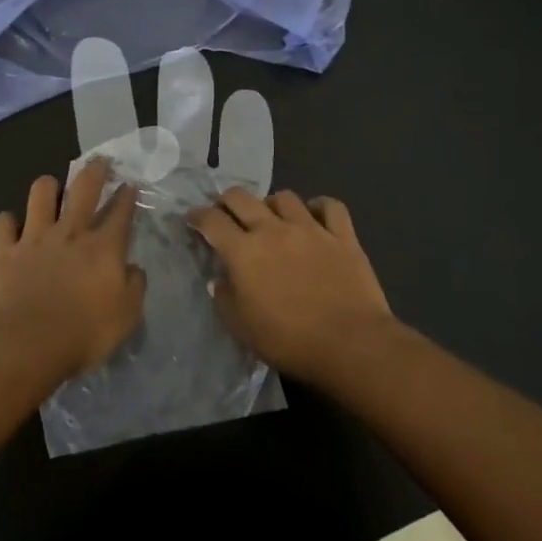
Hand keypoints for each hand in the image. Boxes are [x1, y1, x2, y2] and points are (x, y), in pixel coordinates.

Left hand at [0, 159, 147, 378]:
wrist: (27, 343)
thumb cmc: (84, 333)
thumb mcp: (127, 316)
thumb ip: (134, 286)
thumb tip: (133, 268)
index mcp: (104, 248)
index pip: (121, 212)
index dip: (127, 196)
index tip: (129, 185)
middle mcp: (70, 233)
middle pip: (84, 188)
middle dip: (94, 171)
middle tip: (99, 161)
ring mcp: (34, 238)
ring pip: (41, 193)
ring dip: (48, 187)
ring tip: (51, 188)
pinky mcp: (3, 251)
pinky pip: (3, 222)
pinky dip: (8, 222)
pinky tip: (11, 228)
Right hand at [187, 188, 398, 382]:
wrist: (350, 343)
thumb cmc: (289, 341)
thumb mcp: (242, 328)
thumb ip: (225, 299)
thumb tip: (220, 280)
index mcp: (244, 252)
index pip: (212, 221)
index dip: (197, 217)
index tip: (192, 220)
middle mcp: (273, 230)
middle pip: (242, 198)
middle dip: (226, 201)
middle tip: (225, 214)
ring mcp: (311, 228)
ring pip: (284, 197)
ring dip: (271, 204)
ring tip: (271, 217)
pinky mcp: (343, 236)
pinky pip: (330, 206)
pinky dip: (319, 206)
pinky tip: (314, 216)